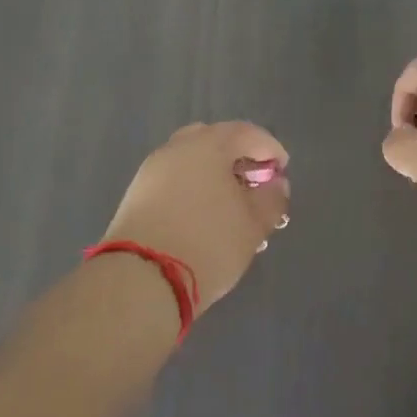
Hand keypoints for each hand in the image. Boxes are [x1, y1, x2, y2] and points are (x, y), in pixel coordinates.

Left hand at [99, 122, 290, 314]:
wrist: (138, 282)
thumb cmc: (207, 244)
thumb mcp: (253, 225)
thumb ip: (272, 199)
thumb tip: (275, 184)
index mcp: (209, 144)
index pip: (247, 133)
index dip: (270, 149)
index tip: (282, 172)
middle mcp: (177, 148)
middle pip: (215, 141)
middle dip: (238, 157)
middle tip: (253, 183)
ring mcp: (151, 171)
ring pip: (191, 162)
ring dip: (212, 175)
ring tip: (228, 206)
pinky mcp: (134, 196)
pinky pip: (173, 180)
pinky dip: (191, 189)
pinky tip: (201, 218)